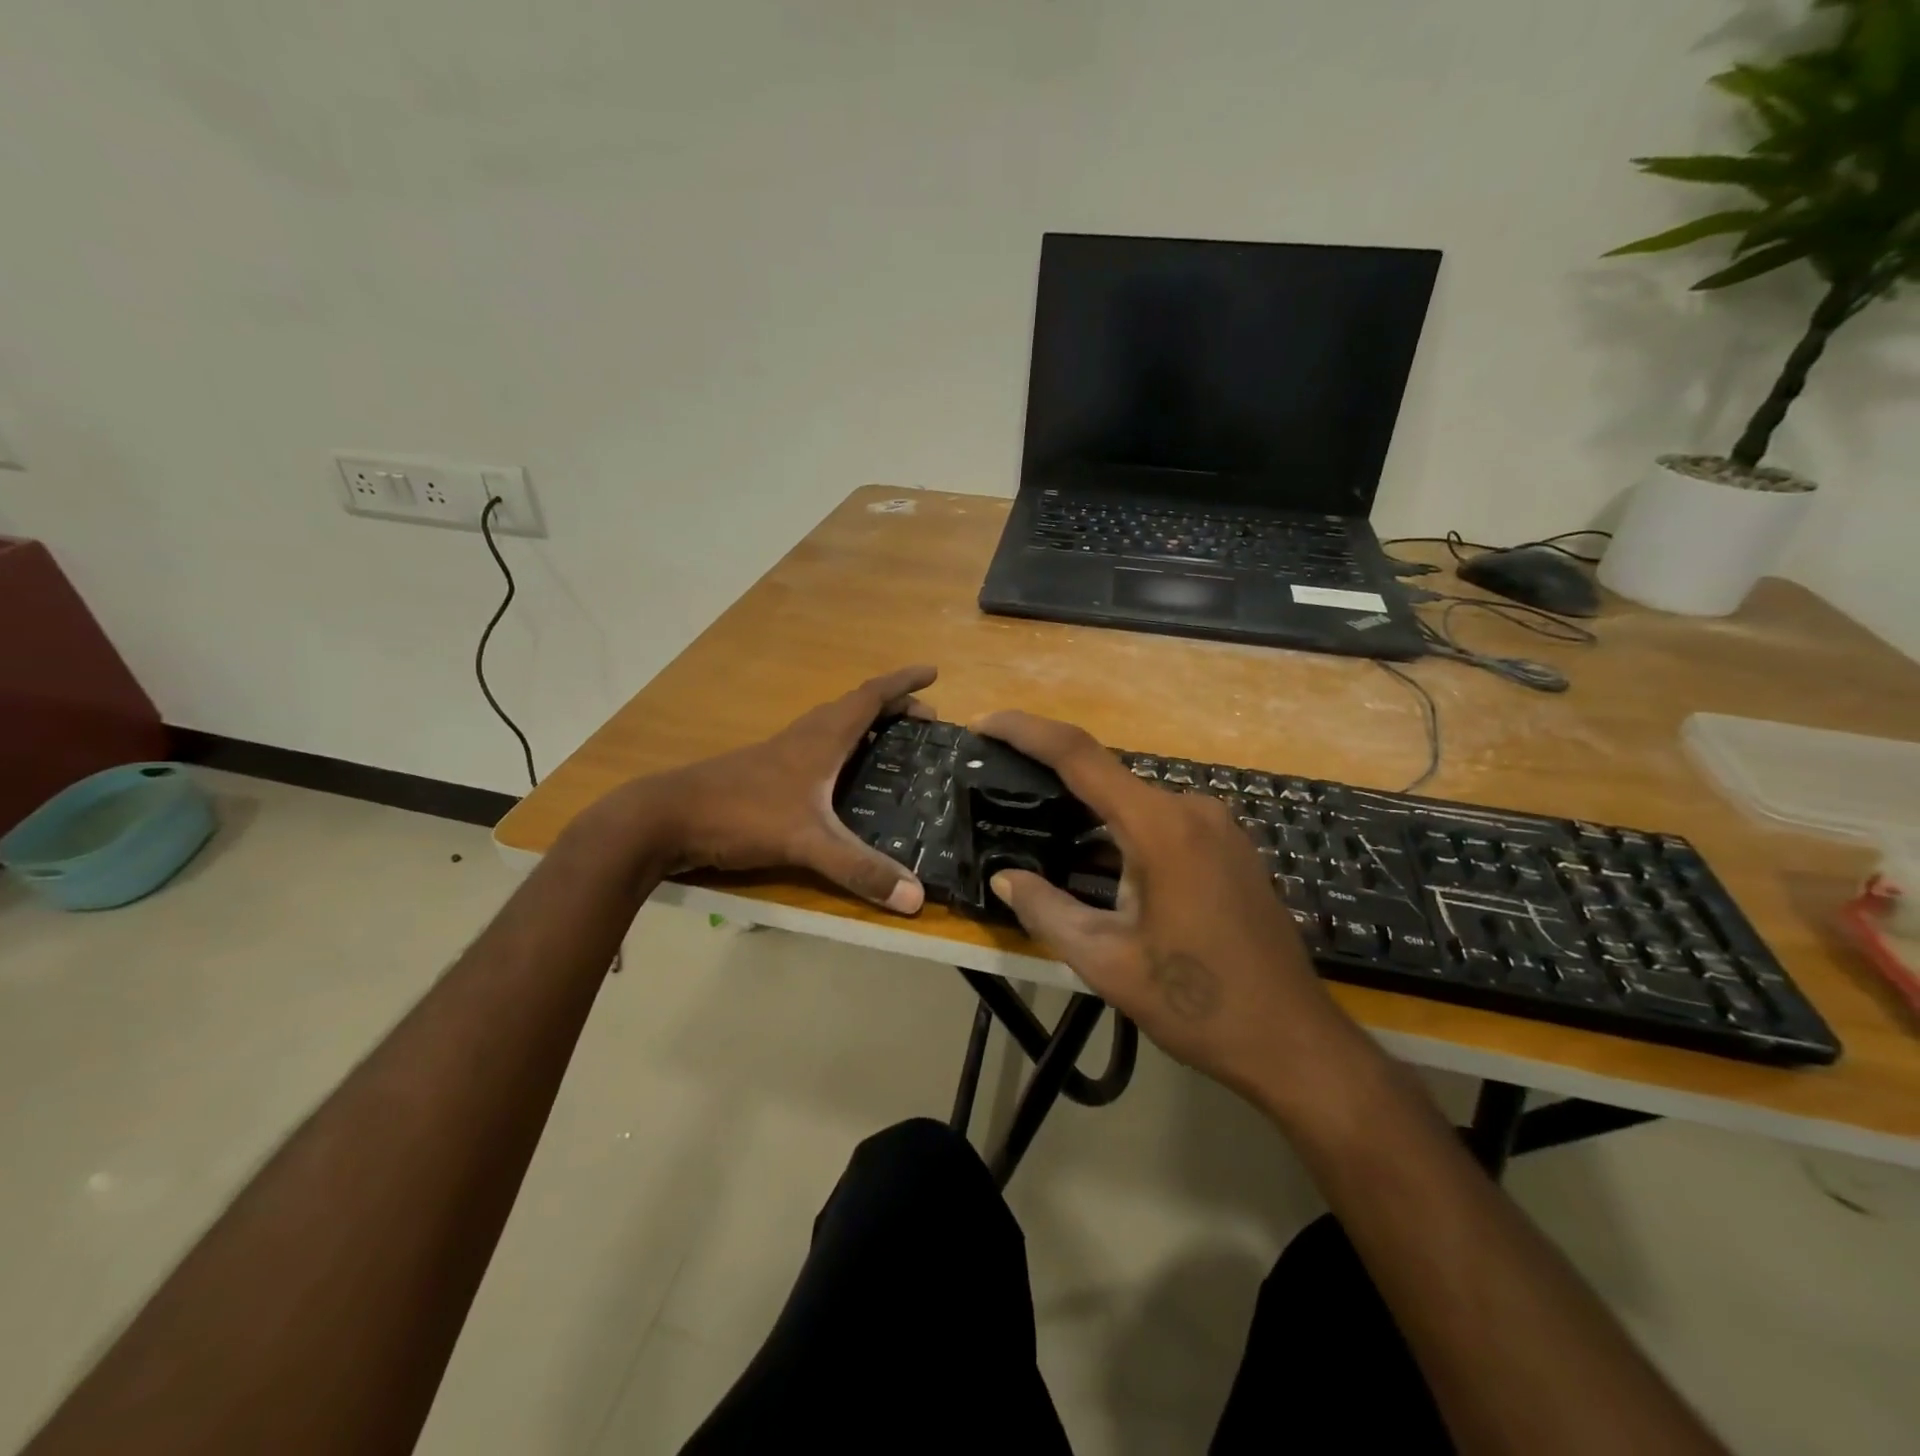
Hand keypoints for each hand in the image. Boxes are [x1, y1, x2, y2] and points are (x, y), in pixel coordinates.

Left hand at [623, 666, 937, 912]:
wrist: (664, 818)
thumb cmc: (740, 814)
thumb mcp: (806, 842)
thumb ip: (859, 869)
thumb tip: (916, 899)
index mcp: (821, 738)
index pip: (871, 697)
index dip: (903, 683)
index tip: (933, 672)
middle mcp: (803, 737)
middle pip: (855, 707)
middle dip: (893, 706)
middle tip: (925, 721)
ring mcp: (779, 754)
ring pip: (832, 726)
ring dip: (865, 724)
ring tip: (890, 743)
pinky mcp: (763, 774)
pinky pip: (815, 748)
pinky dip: (841, 748)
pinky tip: (839, 779)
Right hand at [974, 712, 1366, 1102]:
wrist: (1292, 1041)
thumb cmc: (1196, 1001)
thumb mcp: (1106, 961)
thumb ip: (1047, 910)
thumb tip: (1004, 878)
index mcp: (1160, 827)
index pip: (1079, 755)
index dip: (1026, 731)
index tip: (985, 724)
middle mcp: (1192, 810)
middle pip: (1107, 778)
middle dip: (1053, 780)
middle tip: (1003, 790)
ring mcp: (1218, 828)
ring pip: (1135, 805)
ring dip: (1089, 814)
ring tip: (1042, 831)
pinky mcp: (1230, 849)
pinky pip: (1163, 824)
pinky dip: (1123, 834)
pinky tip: (1098, 862)